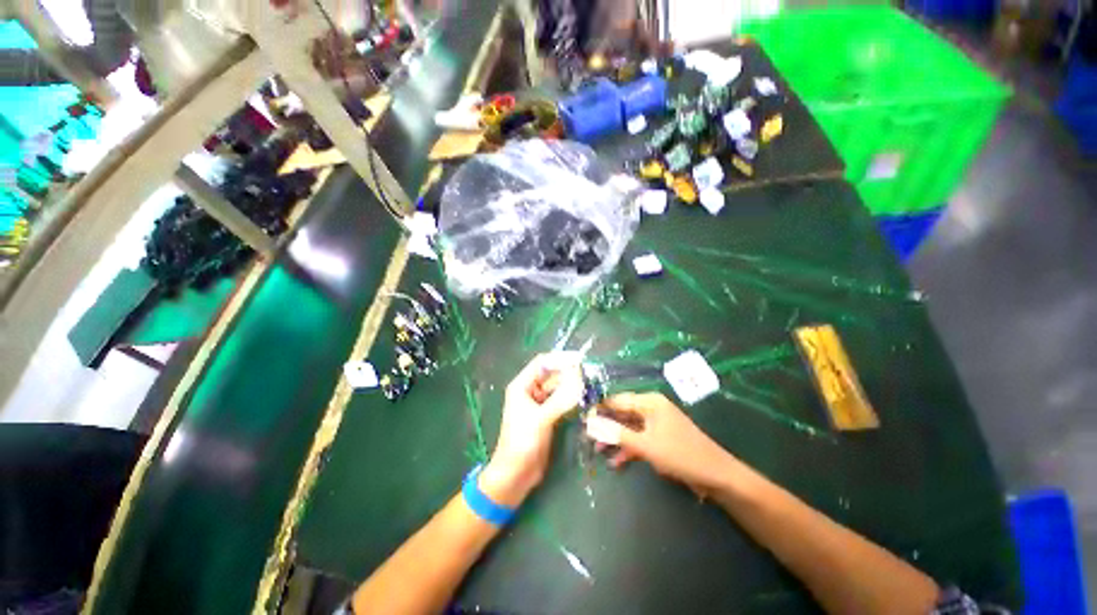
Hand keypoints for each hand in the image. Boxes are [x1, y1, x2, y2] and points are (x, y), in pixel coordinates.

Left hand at [479, 354, 583, 507]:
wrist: (515, 475)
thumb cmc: (522, 443)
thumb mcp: (541, 419)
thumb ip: (561, 399)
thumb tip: (580, 379)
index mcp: (522, 386)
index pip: (542, 363)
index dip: (560, 359)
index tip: (580, 360)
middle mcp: (531, 391)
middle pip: (552, 375)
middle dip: (569, 374)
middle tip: (590, 375)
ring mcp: (540, 404)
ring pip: (559, 388)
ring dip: (572, 386)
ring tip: (590, 386)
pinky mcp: (549, 416)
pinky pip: (562, 401)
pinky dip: (572, 399)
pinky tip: (584, 398)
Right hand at [594, 392, 737, 494]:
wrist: (716, 475)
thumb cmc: (680, 454)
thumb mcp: (645, 445)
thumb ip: (617, 434)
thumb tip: (591, 423)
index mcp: (649, 402)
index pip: (618, 400)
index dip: (600, 409)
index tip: (583, 418)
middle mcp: (651, 408)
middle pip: (622, 413)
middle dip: (606, 426)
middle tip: (587, 437)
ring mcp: (656, 424)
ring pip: (629, 428)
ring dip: (615, 439)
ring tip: (597, 450)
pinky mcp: (660, 438)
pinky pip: (639, 439)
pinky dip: (628, 449)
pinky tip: (616, 462)